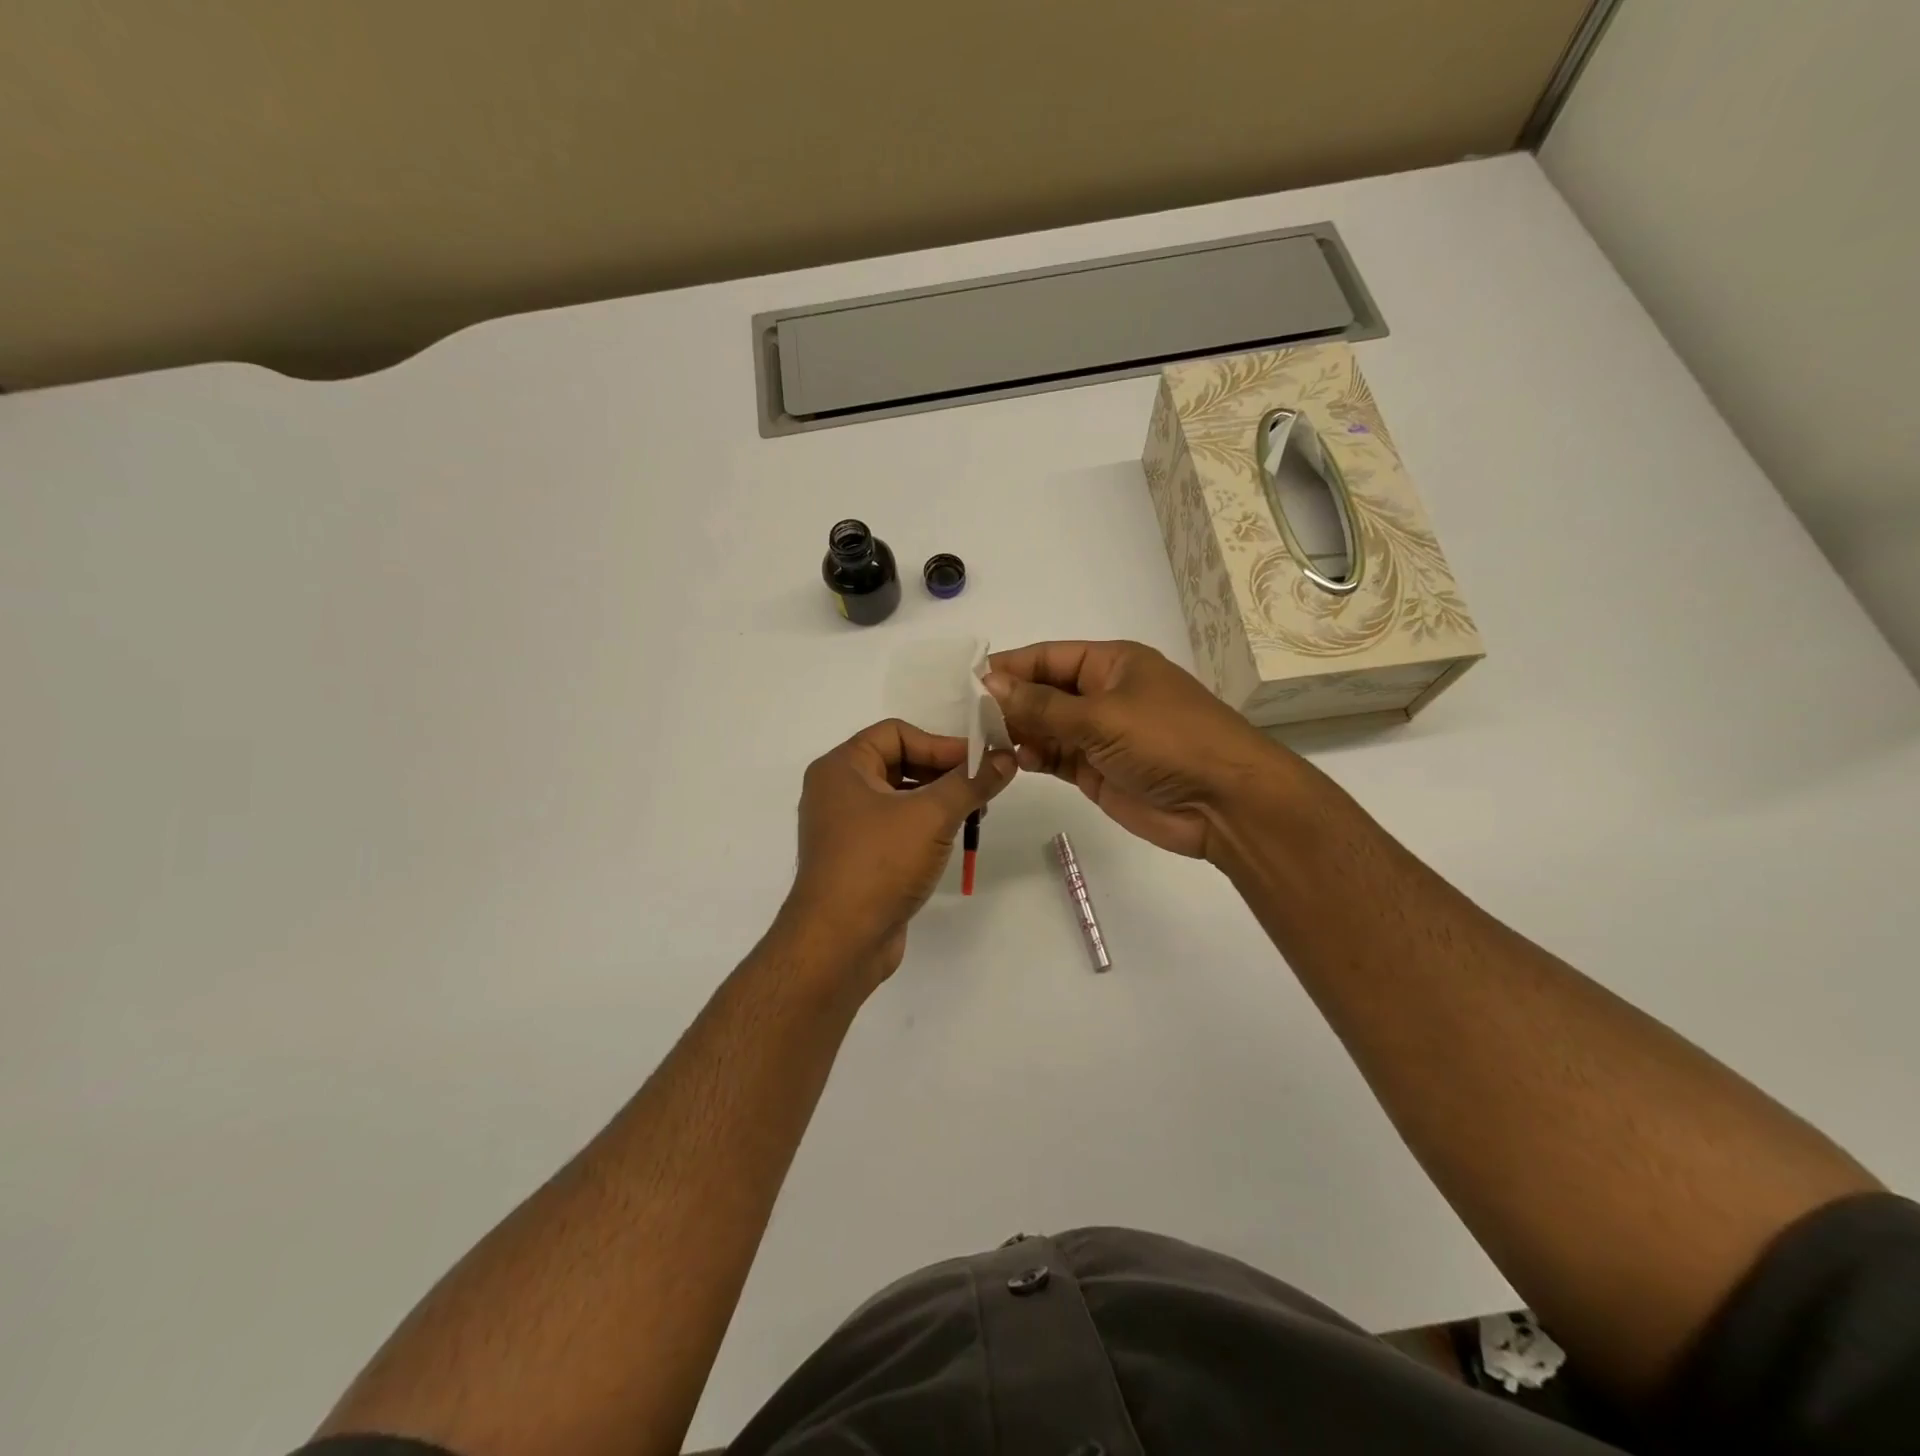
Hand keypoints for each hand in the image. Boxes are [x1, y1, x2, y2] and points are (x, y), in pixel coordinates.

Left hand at [782, 719, 1015, 986]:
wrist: (839, 943)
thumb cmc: (880, 864)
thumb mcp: (932, 816)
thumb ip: (971, 782)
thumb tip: (1007, 757)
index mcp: (841, 768)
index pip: (897, 733)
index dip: (941, 743)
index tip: (980, 762)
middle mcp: (837, 791)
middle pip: (899, 762)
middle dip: (944, 773)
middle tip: (983, 788)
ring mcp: (845, 828)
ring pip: (899, 797)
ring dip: (938, 800)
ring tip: (974, 814)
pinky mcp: (857, 859)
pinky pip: (894, 827)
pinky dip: (923, 827)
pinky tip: (950, 840)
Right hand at [984, 640, 1297, 858]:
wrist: (1224, 803)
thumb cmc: (1167, 740)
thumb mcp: (1101, 716)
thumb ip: (1041, 705)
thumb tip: (989, 683)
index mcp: (1111, 664)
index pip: (1047, 658)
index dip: (1009, 668)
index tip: (966, 682)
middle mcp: (1103, 695)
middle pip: (1043, 692)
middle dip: (1007, 703)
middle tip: (963, 718)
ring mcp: (1100, 735)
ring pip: (1045, 727)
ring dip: (1016, 733)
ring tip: (979, 741)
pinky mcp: (1097, 771)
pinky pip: (1055, 758)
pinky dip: (1034, 758)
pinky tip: (1012, 761)